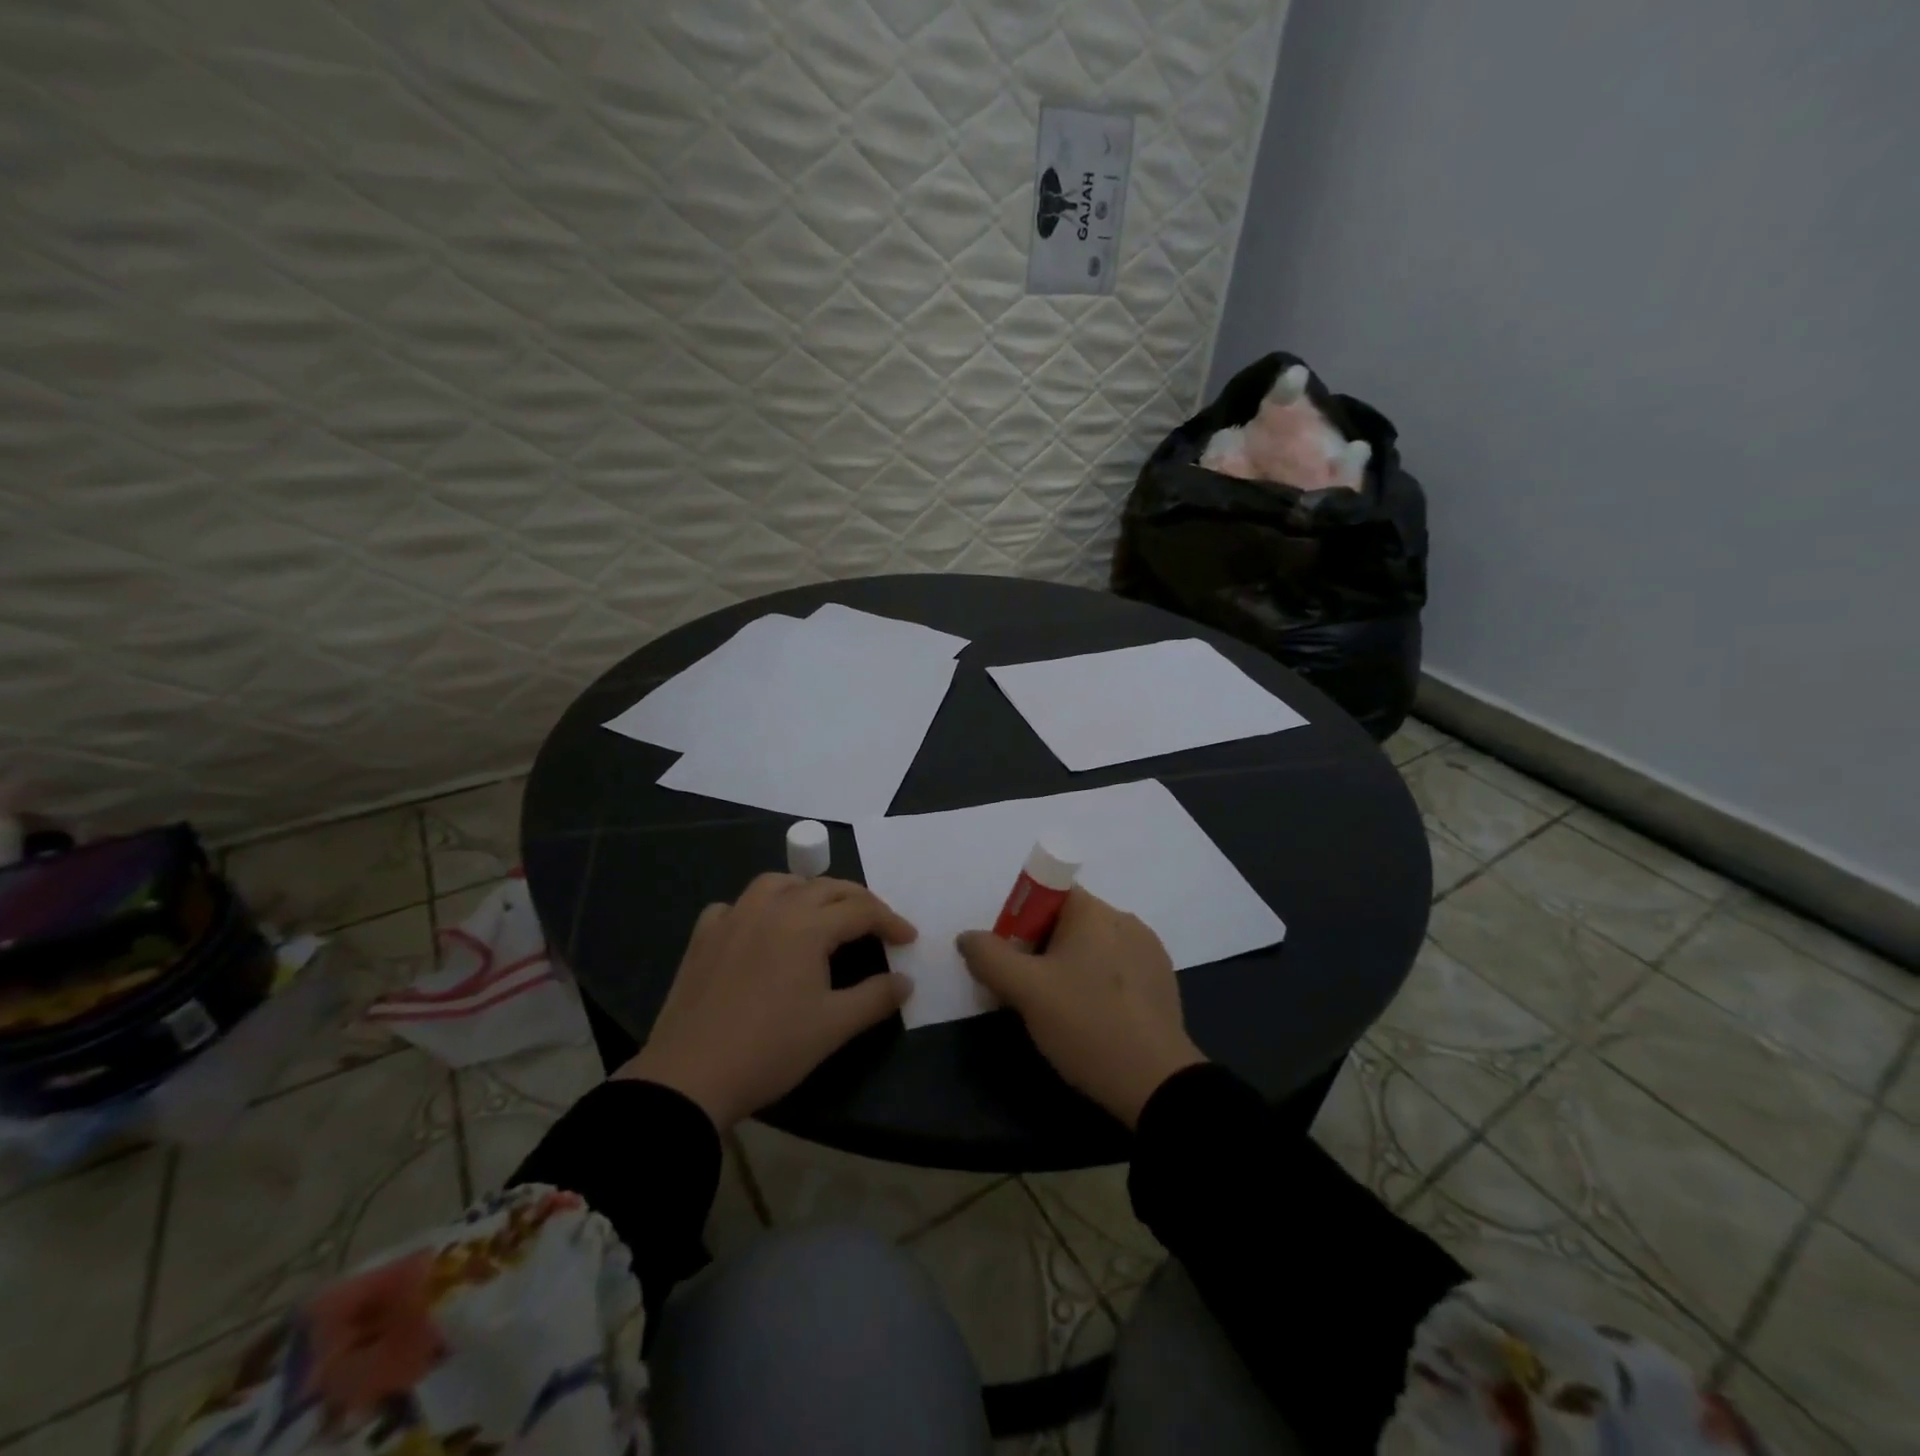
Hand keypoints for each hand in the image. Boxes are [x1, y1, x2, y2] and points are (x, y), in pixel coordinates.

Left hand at [617, 874, 915, 1130]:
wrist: (690, 1076)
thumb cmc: (770, 1049)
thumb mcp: (833, 1027)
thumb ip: (875, 997)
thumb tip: (906, 981)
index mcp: (807, 926)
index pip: (861, 910)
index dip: (890, 921)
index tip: (909, 939)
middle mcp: (772, 909)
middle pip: (825, 887)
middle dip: (857, 900)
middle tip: (877, 923)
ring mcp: (733, 918)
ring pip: (777, 883)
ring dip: (807, 890)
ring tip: (820, 912)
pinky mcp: (703, 937)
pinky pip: (734, 905)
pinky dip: (755, 908)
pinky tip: (758, 929)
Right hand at [957, 888, 1204, 1127]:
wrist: (1157, 1084)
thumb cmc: (1086, 1024)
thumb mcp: (1025, 991)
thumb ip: (989, 957)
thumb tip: (968, 937)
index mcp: (1095, 912)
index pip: (1048, 893)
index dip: (1022, 919)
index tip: (1012, 956)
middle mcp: (1125, 920)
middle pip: (1068, 922)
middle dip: (1039, 949)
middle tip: (1024, 990)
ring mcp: (1149, 951)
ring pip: (1092, 948)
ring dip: (1067, 968)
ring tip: (1057, 1011)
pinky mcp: (1161, 982)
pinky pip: (1116, 969)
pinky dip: (1095, 984)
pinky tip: (1090, 1020)